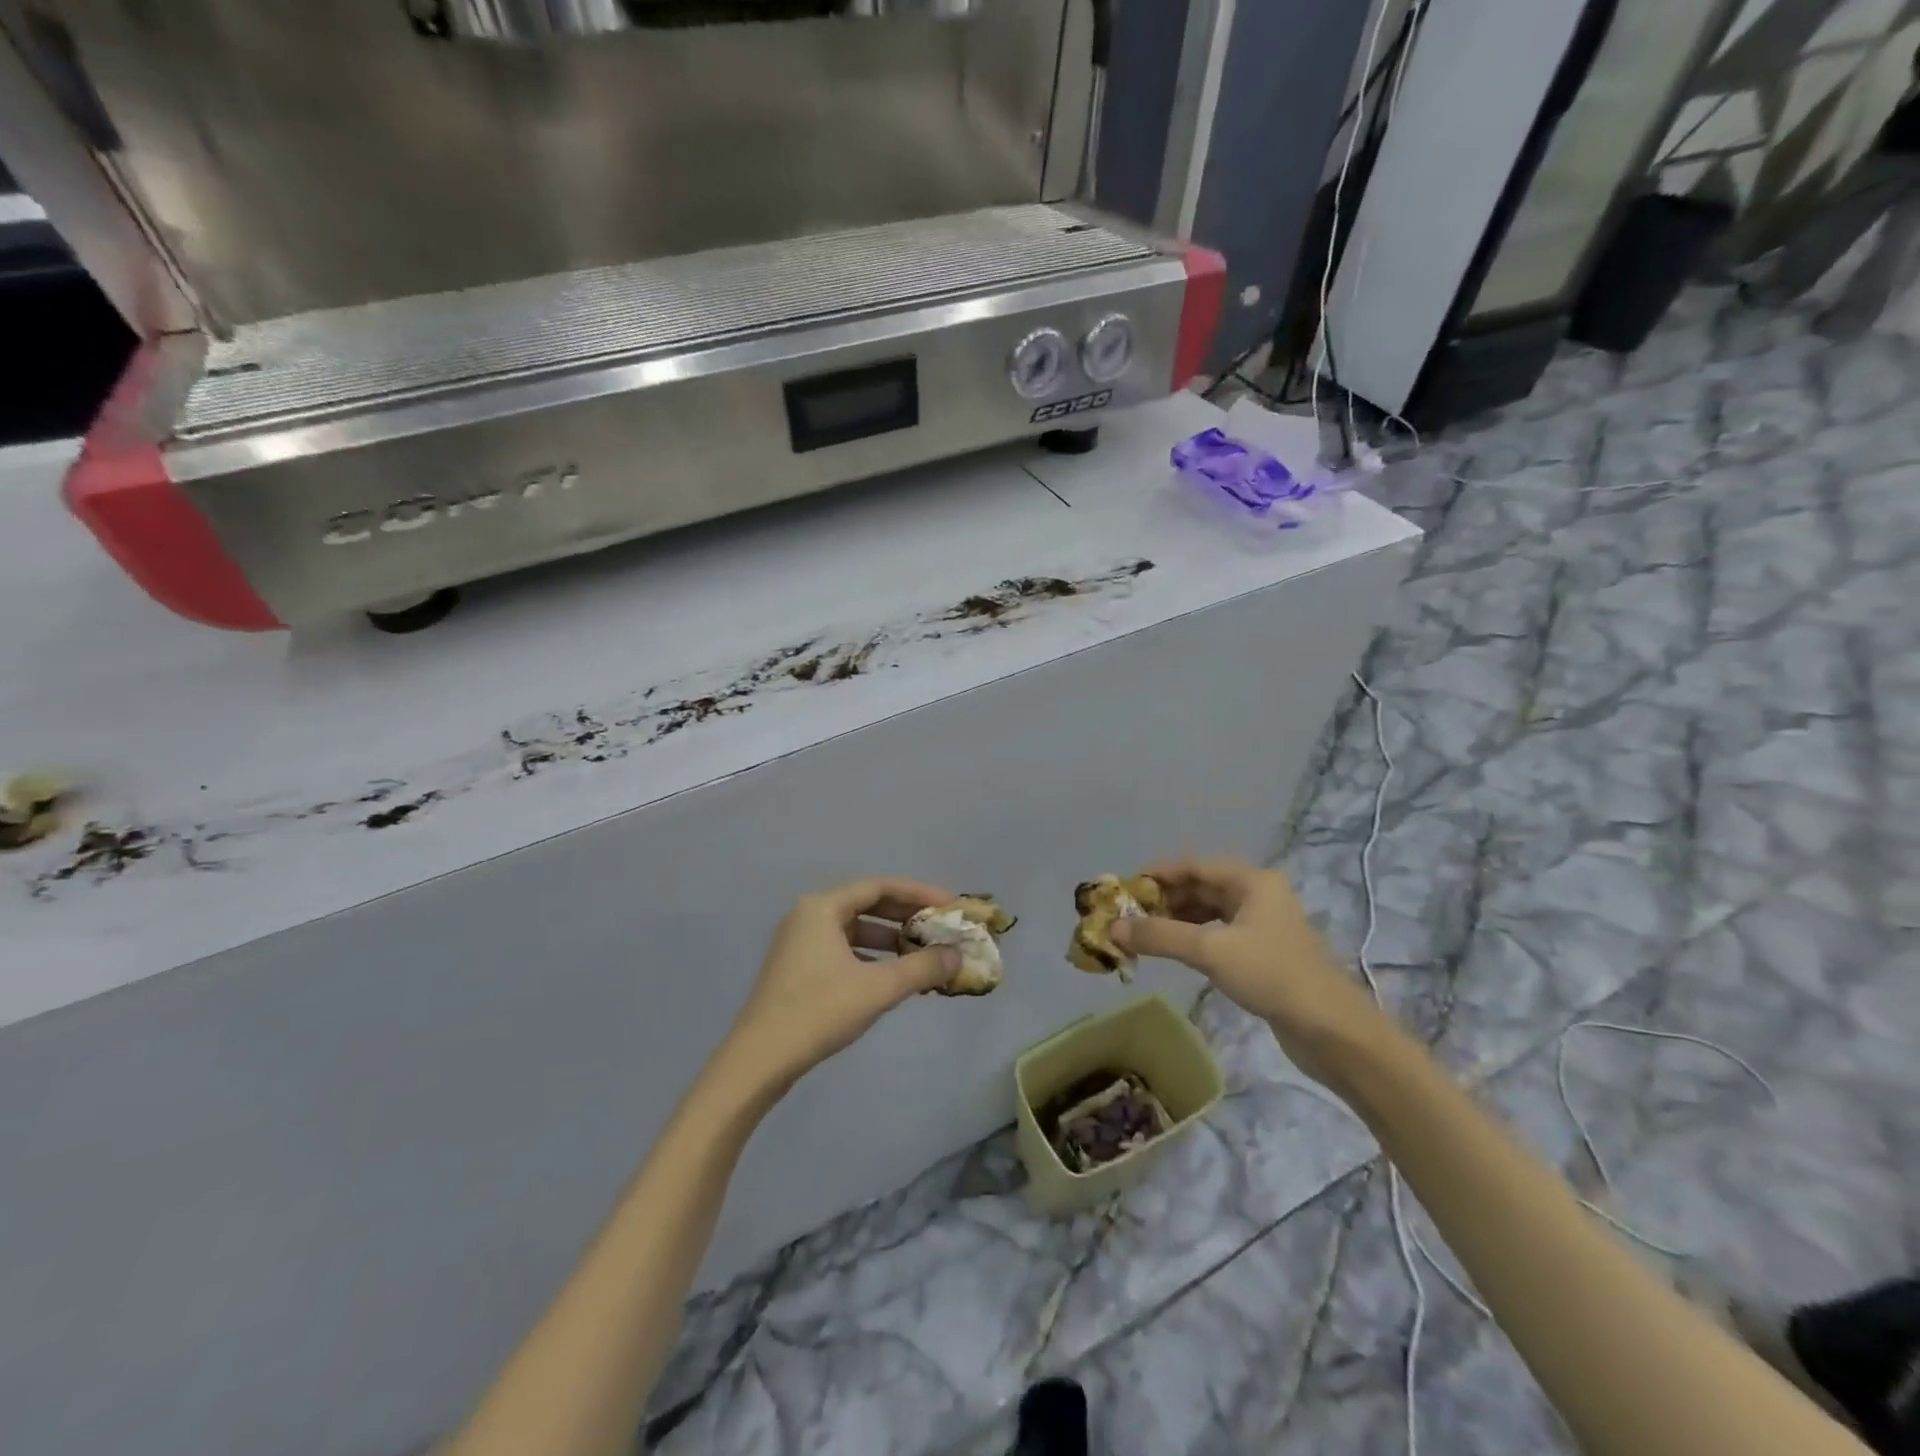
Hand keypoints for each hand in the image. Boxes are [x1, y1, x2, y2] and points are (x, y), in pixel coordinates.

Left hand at [724, 877, 960, 1090]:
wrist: (759, 1060)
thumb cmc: (819, 1011)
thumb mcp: (878, 988)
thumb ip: (922, 968)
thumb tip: (958, 956)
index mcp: (823, 907)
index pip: (880, 886)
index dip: (918, 893)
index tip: (950, 905)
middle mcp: (809, 916)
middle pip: (867, 905)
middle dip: (906, 917)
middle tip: (941, 929)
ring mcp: (800, 943)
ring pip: (855, 930)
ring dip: (890, 940)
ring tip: (923, 956)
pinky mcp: (797, 969)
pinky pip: (844, 950)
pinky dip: (871, 958)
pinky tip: (893, 978)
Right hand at [1110, 857, 1386, 1080]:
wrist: (1331, 1029)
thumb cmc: (1271, 975)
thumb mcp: (1210, 951)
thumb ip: (1160, 936)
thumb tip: (1113, 928)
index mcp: (1252, 881)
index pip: (1194, 866)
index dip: (1158, 874)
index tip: (1125, 888)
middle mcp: (1258, 894)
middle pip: (1201, 887)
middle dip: (1164, 899)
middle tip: (1128, 914)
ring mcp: (1262, 924)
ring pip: (1209, 911)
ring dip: (1176, 919)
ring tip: (1143, 933)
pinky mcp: (1262, 952)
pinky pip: (1218, 933)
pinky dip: (1193, 938)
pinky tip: (1174, 950)